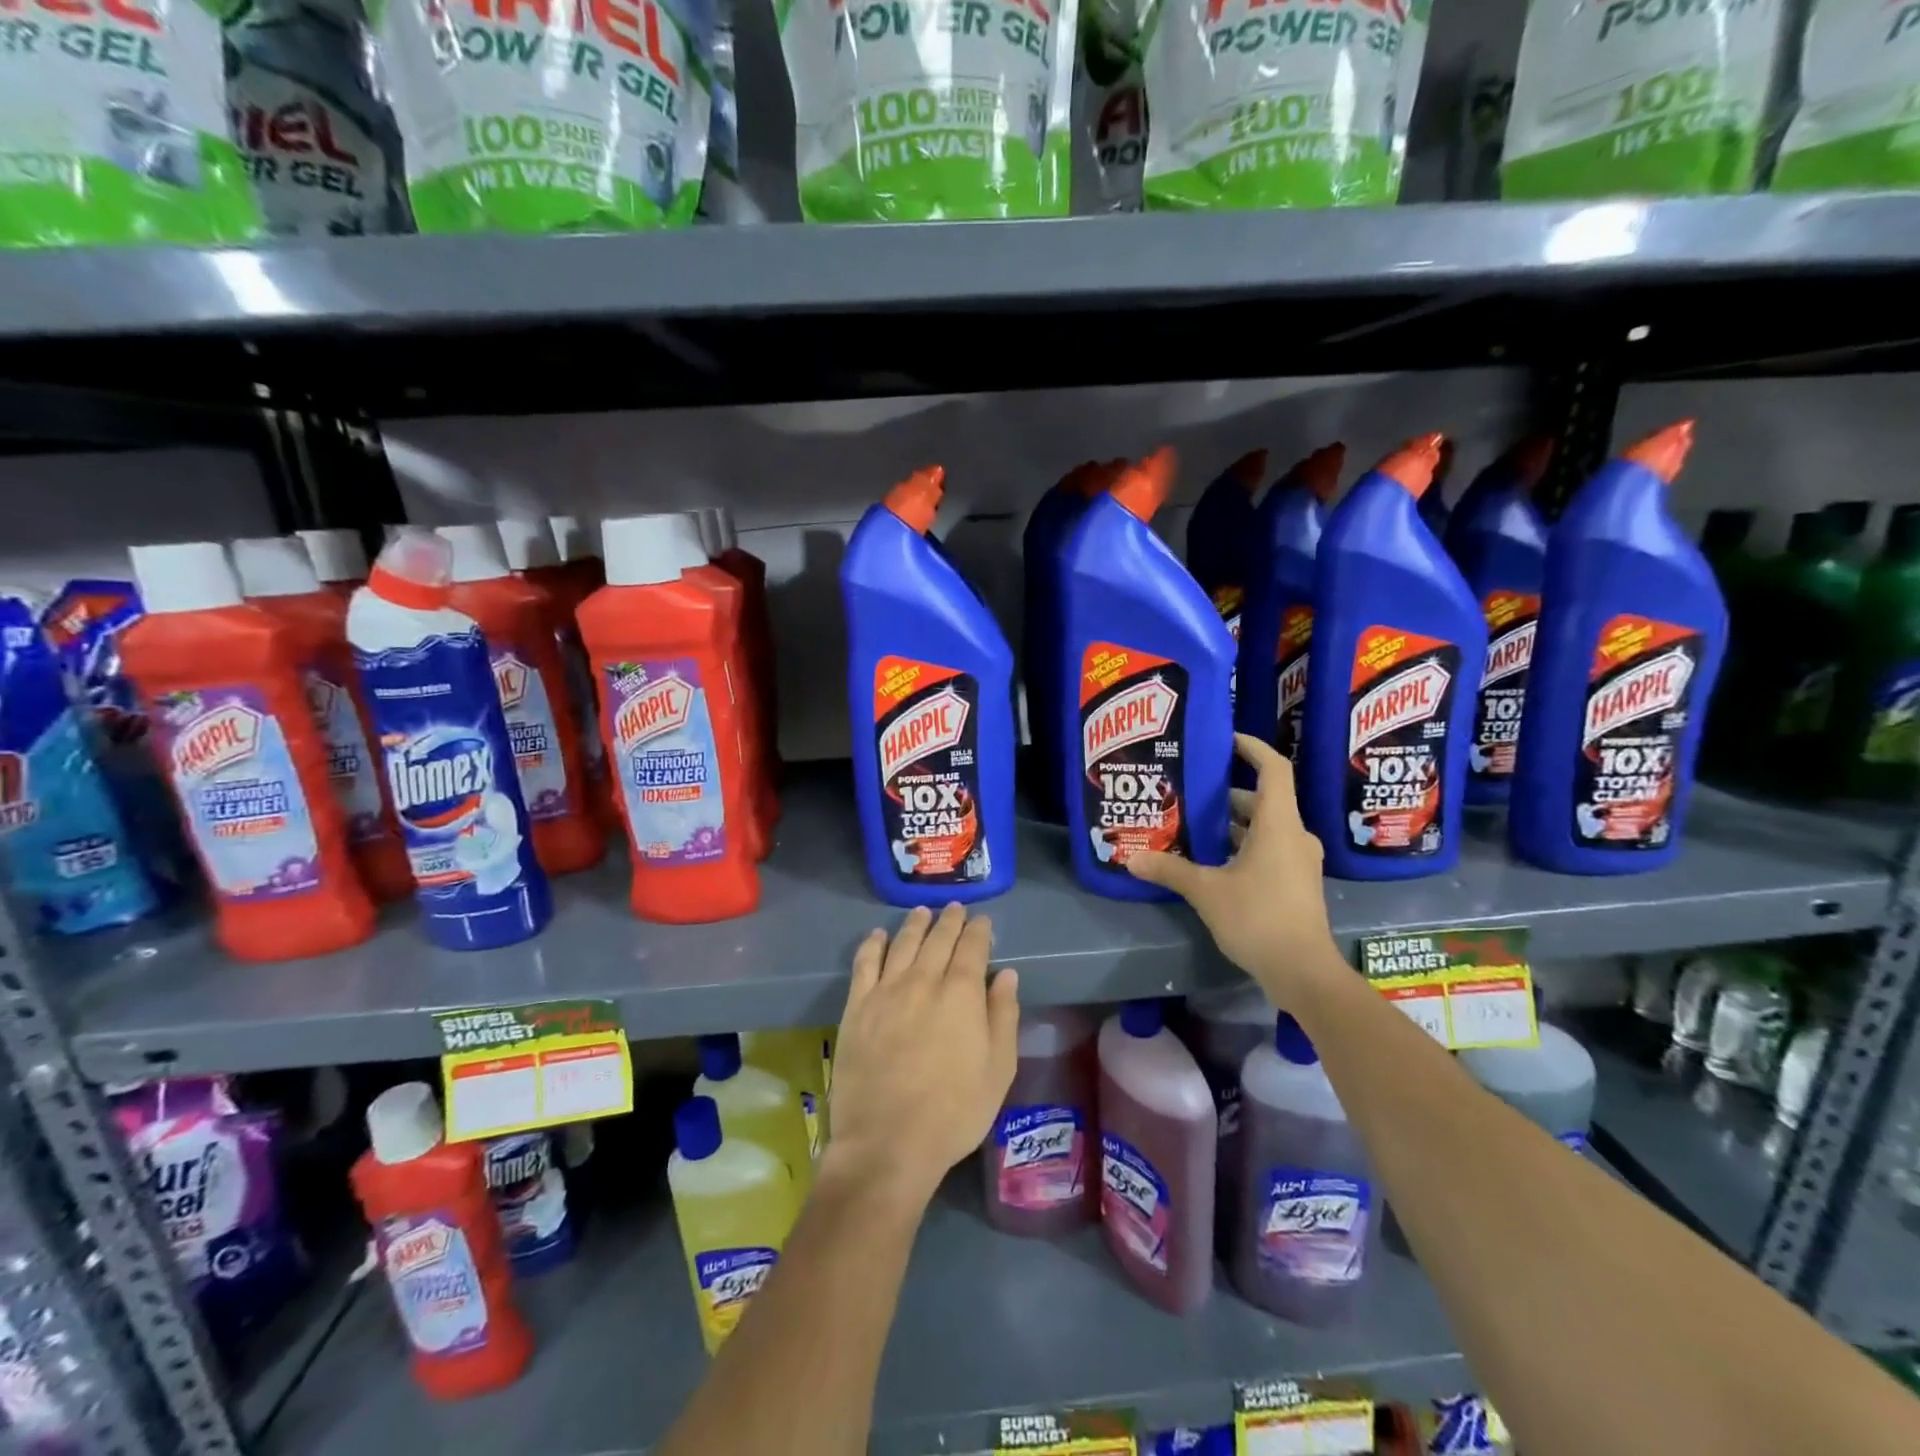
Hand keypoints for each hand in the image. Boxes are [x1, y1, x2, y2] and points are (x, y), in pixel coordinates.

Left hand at [824, 904, 1019, 1207]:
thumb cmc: (954, 1112)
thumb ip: (1003, 1016)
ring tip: (922, 912)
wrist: (888, 1142)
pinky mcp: (857, 1007)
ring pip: (902, 944)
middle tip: (955, 909)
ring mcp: (886, 991)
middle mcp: (923, 981)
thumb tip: (1006, 975)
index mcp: (961, 994)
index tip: (982, 921)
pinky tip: (878, 935)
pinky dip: (873, 944)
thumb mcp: (998, 1070)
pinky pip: (864, 964)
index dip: (979, 931)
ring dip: (915, 924)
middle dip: (949, 921)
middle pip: (938, 939)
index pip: (972, 948)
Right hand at [1127, 734, 1343, 1008]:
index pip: (1274, 769)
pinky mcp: (1296, 884)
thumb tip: (1132, 858)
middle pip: (1263, 800)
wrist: (1303, 972)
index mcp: (1278, 825)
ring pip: (1265, 828)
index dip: (1252, 748)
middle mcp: (1294, 836)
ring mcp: (1299, 861)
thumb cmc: (1258, 918)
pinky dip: (1243, 846)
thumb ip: (1170, 870)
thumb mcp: (1206, 891)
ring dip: (1233, 824)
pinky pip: (1269, 850)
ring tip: (1193, 825)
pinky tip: (1212, 861)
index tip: (1226, 740)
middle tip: (1191, 791)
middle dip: (1227, 794)